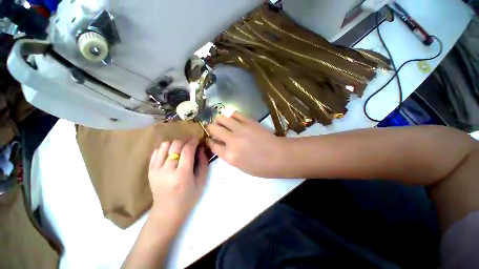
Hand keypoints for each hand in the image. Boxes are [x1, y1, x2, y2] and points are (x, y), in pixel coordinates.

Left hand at [148, 138, 208, 220]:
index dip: (193, 141)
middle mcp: (167, 170)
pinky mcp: (150, 170)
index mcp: (182, 174)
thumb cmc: (188, 197)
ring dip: (175, 143)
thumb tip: (200, 148)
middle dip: (185, 140)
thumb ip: (203, 162)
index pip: (187, 150)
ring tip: (181, 147)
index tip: (198, 139)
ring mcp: (156, 169)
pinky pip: (156, 152)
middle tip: (191, 143)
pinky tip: (171, 152)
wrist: (167, 210)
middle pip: (175, 145)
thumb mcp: (201, 181)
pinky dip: (165, 148)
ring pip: (164, 146)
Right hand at [206, 112, 286, 177]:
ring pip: (222, 118)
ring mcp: (240, 129)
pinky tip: (235, 120)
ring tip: (224, 124)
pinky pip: (235, 114)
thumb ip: (228, 155)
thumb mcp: (240, 166)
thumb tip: (221, 145)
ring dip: (220, 121)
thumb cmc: (260, 166)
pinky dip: (232, 117)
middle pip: (213, 128)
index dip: (209, 141)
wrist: (278, 156)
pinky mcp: (249, 121)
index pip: (212, 145)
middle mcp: (232, 141)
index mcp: (229, 156)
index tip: (209, 139)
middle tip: (215, 130)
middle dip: (211, 128)